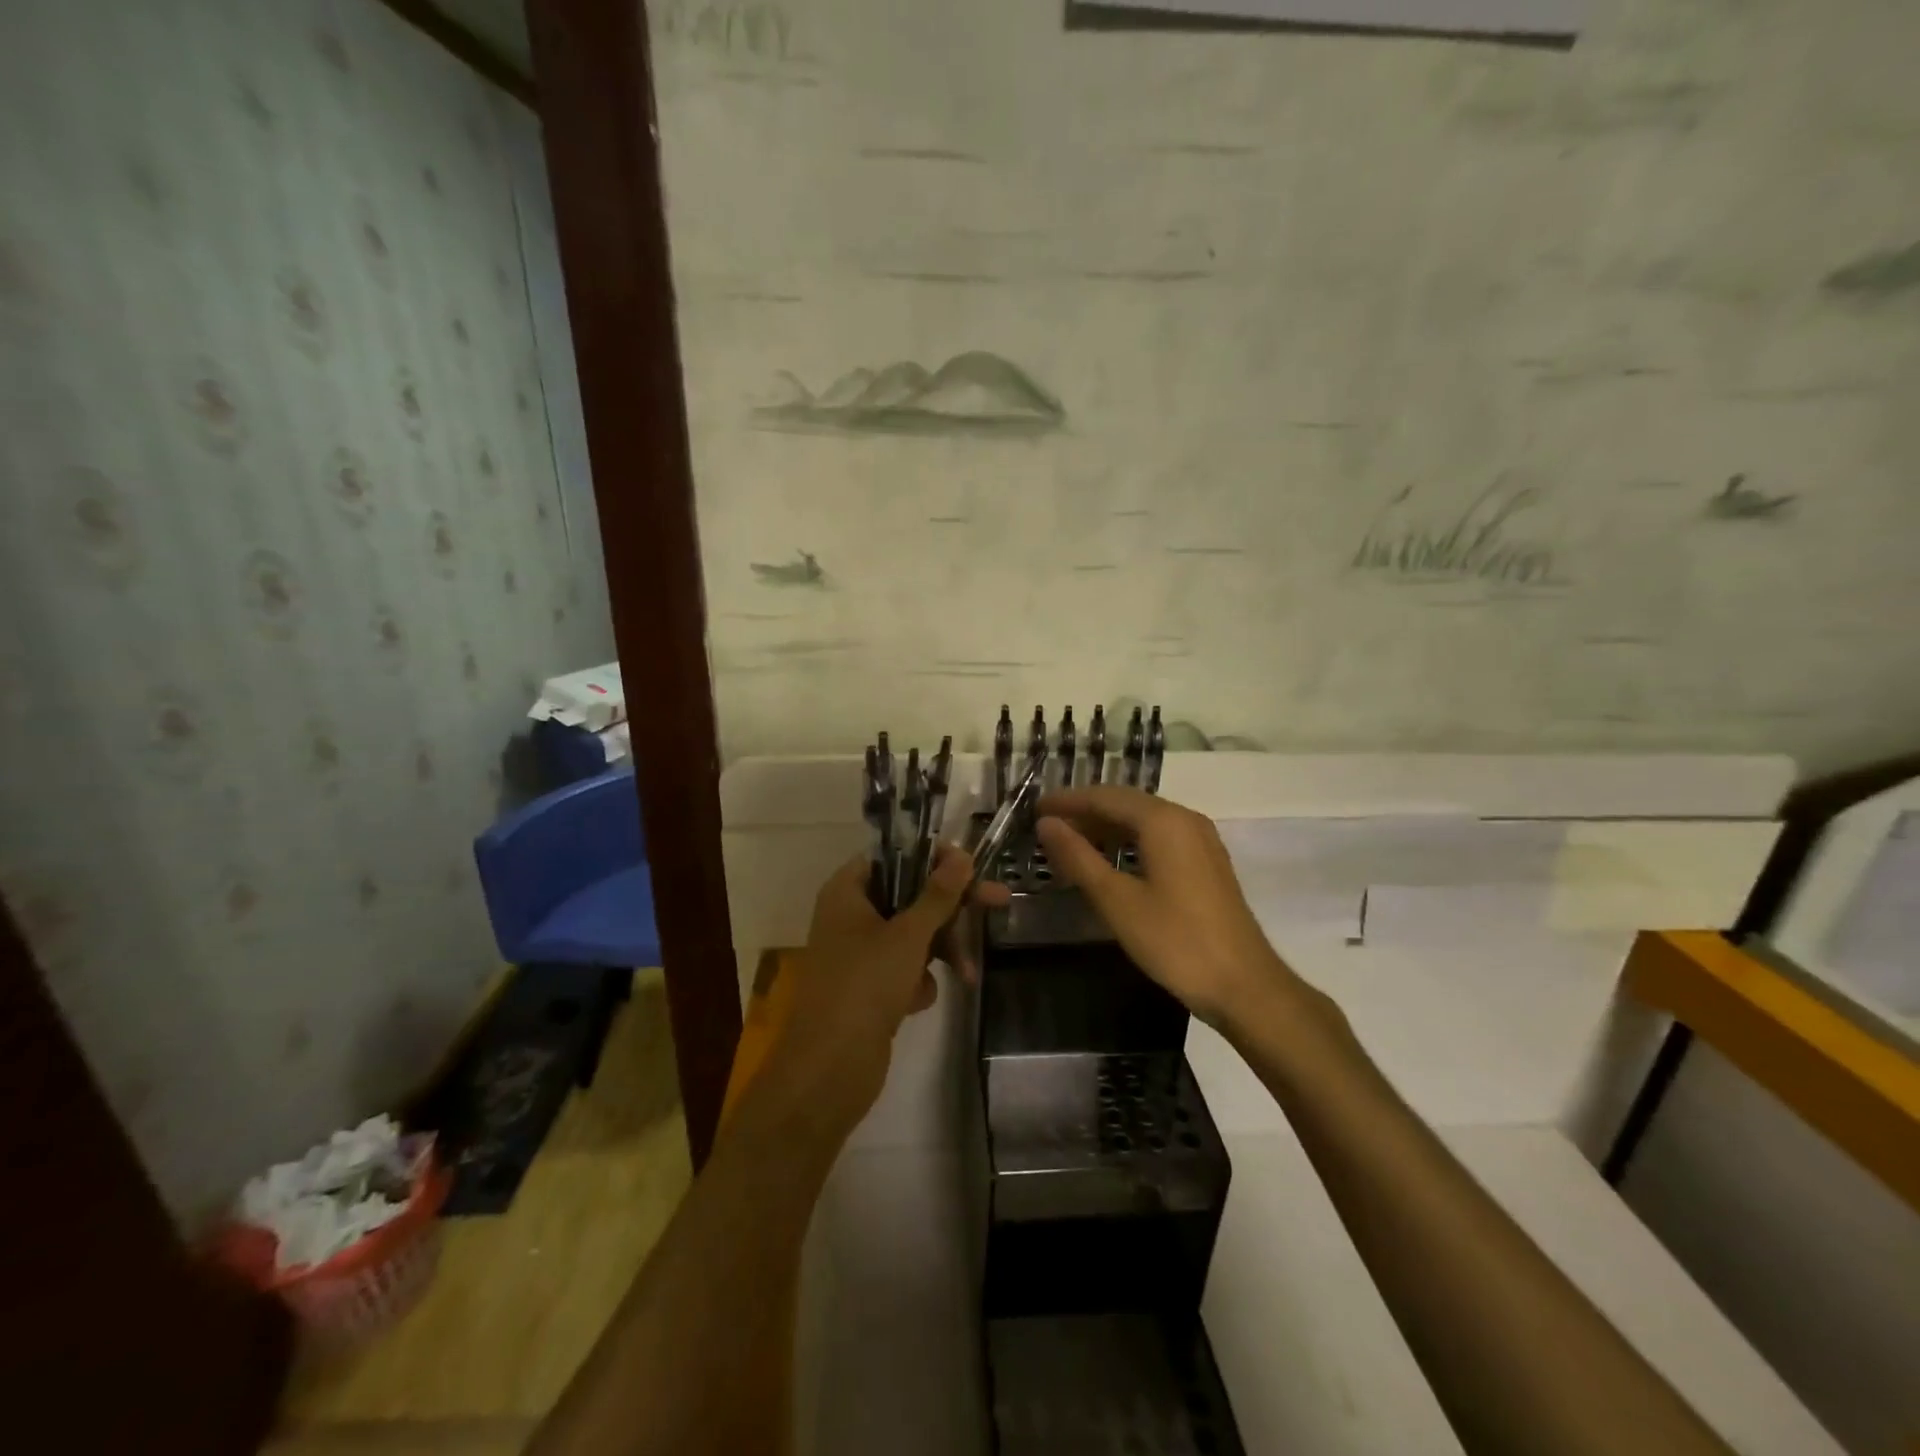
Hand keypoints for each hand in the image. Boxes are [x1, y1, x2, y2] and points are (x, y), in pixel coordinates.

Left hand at [764, 844, 1004, 1136]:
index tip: (969, 864)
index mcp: (847, 891)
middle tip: (998, 900)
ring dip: (941, 948)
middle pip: (909, 894)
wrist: (829, 1069)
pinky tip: (917, 1001)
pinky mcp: (868, 987)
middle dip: (950, 908)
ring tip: (966, 973)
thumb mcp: (908, 934)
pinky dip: (917, 980)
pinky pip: (904, 968)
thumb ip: (938, 894)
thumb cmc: (865, 985)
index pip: (893, 855)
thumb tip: (962, 855)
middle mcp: (850, 915)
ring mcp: (858, 953)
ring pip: (912, 933)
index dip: (932, 856)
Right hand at [1036, 785, 1295, 1029]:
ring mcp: (1200, 840)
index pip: (1105, 797)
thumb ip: (1078, 858)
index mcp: (1163, 821)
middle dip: (1084, 812)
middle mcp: (1185, 819)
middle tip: (1046, 827)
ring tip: (1069, 843)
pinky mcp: (1206, 862)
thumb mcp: (1117, 901)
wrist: (1244, 985)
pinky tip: (1109, 861)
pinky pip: (1159, 837)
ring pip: (1143, 820)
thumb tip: (1046, 824)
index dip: (1067, 801)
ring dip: (1105, 827)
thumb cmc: (1175, 941)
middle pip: (1125, 803)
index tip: (1034, 809)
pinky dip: (1128, 842)